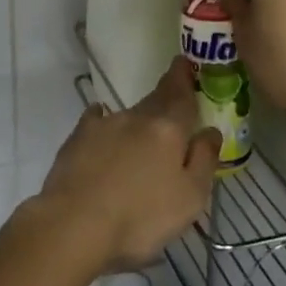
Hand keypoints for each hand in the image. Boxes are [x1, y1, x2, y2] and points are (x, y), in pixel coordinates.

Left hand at [36, 58, 219, 272]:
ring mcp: (104, 125)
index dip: (185, 78)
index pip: (181, 95)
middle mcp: (136, 118)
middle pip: (156, 101)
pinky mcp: (78, 138)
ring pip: (129, 115)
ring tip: (142, 137)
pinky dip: (104, 123)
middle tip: (173, 96)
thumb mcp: (190, 198)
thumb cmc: (140, 217)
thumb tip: (210, 130)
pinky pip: (97, 122)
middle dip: (166, 95)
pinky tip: (102, 127)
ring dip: (138, 121)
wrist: (75, 223)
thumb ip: (204, 160)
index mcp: (167, 129)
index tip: (185, 62)